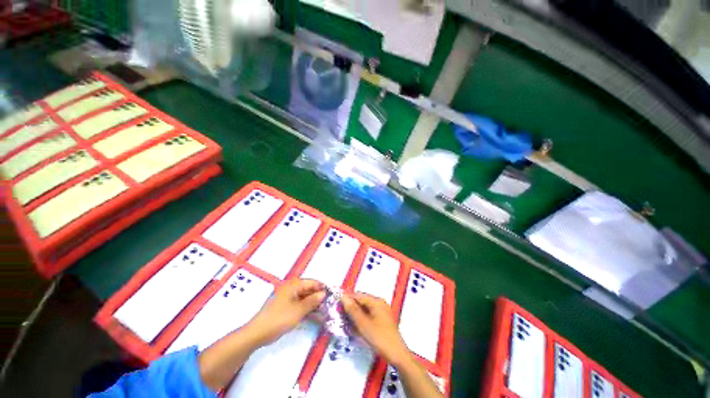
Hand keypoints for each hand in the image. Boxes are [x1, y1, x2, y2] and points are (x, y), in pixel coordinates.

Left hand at [246, 279, 325, 345]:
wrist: (258, 333)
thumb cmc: (279, 319)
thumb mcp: (299, 310)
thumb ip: (312, 301)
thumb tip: (323, 293)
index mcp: (293, 285)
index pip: (311, 282)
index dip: (321, 287)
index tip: (331, 294)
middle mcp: (290, 288)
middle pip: (307, 288)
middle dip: (317, 294)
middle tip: (328, 302)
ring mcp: (287, 297)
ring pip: (303, 296)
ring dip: (312, 301)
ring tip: (322, 308)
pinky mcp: (284, 306)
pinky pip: (298, 302)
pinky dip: (306, 306)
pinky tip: (312, 312)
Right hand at [342, 293, 410, 365]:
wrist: (397, 354)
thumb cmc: (379, 338)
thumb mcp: (363, 324)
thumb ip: (352, 310)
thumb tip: (343, 297)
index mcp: (376, 302)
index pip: (359, 296)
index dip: (347, 299)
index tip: (336, 303)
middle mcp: (380, 304)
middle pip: (362, 301)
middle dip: (351, 307)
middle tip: (340, 313)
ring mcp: (382, 312)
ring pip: (365, 309)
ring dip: (355, 314)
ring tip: (345, 320)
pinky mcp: (383, 320)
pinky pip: (369, 315)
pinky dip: (361, 319)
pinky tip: (355, 326)